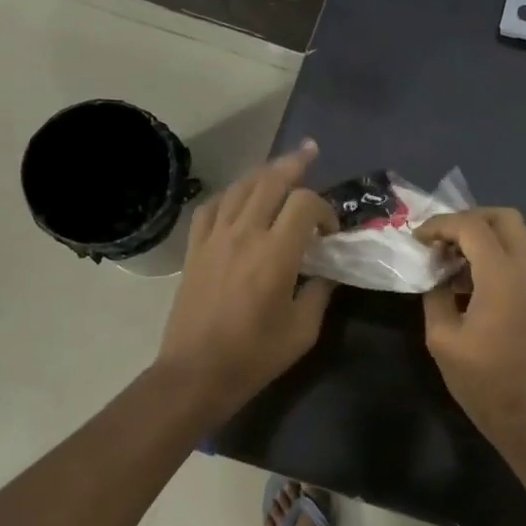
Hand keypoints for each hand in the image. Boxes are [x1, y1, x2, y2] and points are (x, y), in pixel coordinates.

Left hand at [155, 141, 336, 414]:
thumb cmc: (255, 355)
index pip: (304, 203)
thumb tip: (327, 273)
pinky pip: (211, 208)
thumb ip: (319, 293)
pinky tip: (238, 199)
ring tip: (279, 168)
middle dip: (294, 164)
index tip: (330, 232)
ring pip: (240, 188)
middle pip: (270, 181)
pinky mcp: (195, 249)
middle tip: (310, 153)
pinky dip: (230, 195)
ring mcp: (214, 238)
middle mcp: (244, 234)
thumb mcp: (303, 330)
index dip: (324, 208)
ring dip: (263, 173)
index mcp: (276, 253)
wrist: (196, 372)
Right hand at [415, 208, 525, 442]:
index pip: (472, 227)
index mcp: (501, 276)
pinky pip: (519, 256)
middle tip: (442, 238)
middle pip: (506, 218)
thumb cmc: (480, 378)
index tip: (416, 238)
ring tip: (452, 257)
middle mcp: (525, 270)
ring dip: (485, 235)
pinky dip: (495, 253)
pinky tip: (468, 279)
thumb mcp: (442, 337)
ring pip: (517, 235)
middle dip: (471, 218)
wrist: (523, 412)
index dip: (441, 224)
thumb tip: (436, 275)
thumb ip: (436, 295)